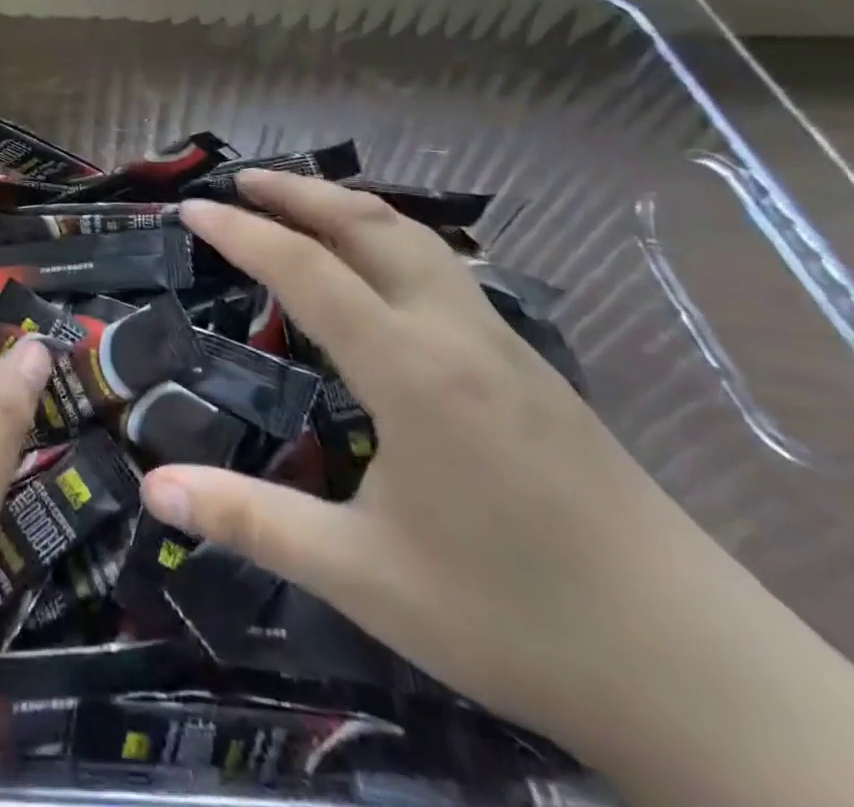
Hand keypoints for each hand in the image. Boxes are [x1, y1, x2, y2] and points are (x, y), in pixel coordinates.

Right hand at [145, 172, 853, 806]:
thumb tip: (153, 492)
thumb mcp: (364, 575)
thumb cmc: (514, 619)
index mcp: (411, 370)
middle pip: (371, 226)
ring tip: (300, 204)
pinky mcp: (531, 366)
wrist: (700, 673)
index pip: (308, 270)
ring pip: (417, 240)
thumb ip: (253, 522)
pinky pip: (445, 270)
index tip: (192, 208)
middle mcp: (455, 333)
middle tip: (242, 180)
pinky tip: (379, 271)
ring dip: (350, 208)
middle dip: (301, 192)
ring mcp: (502, 343)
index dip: (242, 232)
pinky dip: (391, 240)